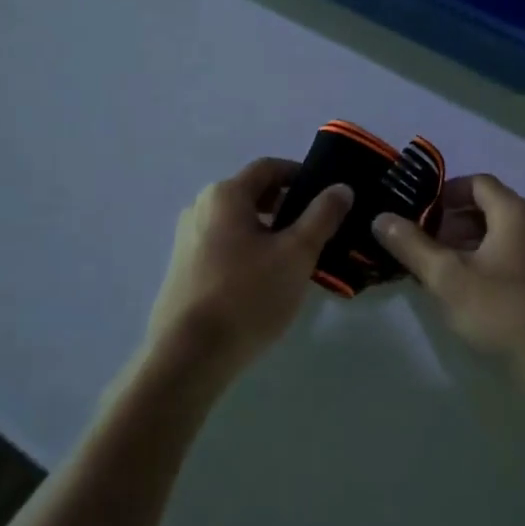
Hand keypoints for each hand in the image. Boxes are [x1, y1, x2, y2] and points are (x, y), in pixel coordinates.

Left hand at [146, 157, 352, 385]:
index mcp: (225, 194)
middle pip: (252, 193)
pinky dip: (249, 249)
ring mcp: (187, 239)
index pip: (269, 167)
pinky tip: (266, 280)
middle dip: (287, 205)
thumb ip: (322, 216)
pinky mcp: (183, 269)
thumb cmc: (246, 296)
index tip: (327, 195)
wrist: (187, 357)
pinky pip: (224, 245)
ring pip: (238, 222)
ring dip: (269, 230)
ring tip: (296, 258)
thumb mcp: (296, 254)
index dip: (300, 174)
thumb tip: (341, 187)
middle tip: (318, 229)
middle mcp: (200, 207)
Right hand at [372, 174, 524, 375]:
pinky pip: (508, 255)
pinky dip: (483, 261)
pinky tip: (465, 290)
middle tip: (421, 243)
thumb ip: (412, 245)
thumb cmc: (502, 310)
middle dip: (450, 221)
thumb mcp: (447, 277)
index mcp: (514, 212)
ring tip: (437, 269)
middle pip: (486, 207)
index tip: (418, 214)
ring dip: (465, 244)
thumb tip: (380, 217)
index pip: (475, 182)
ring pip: (496, 234)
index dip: (444, 193)